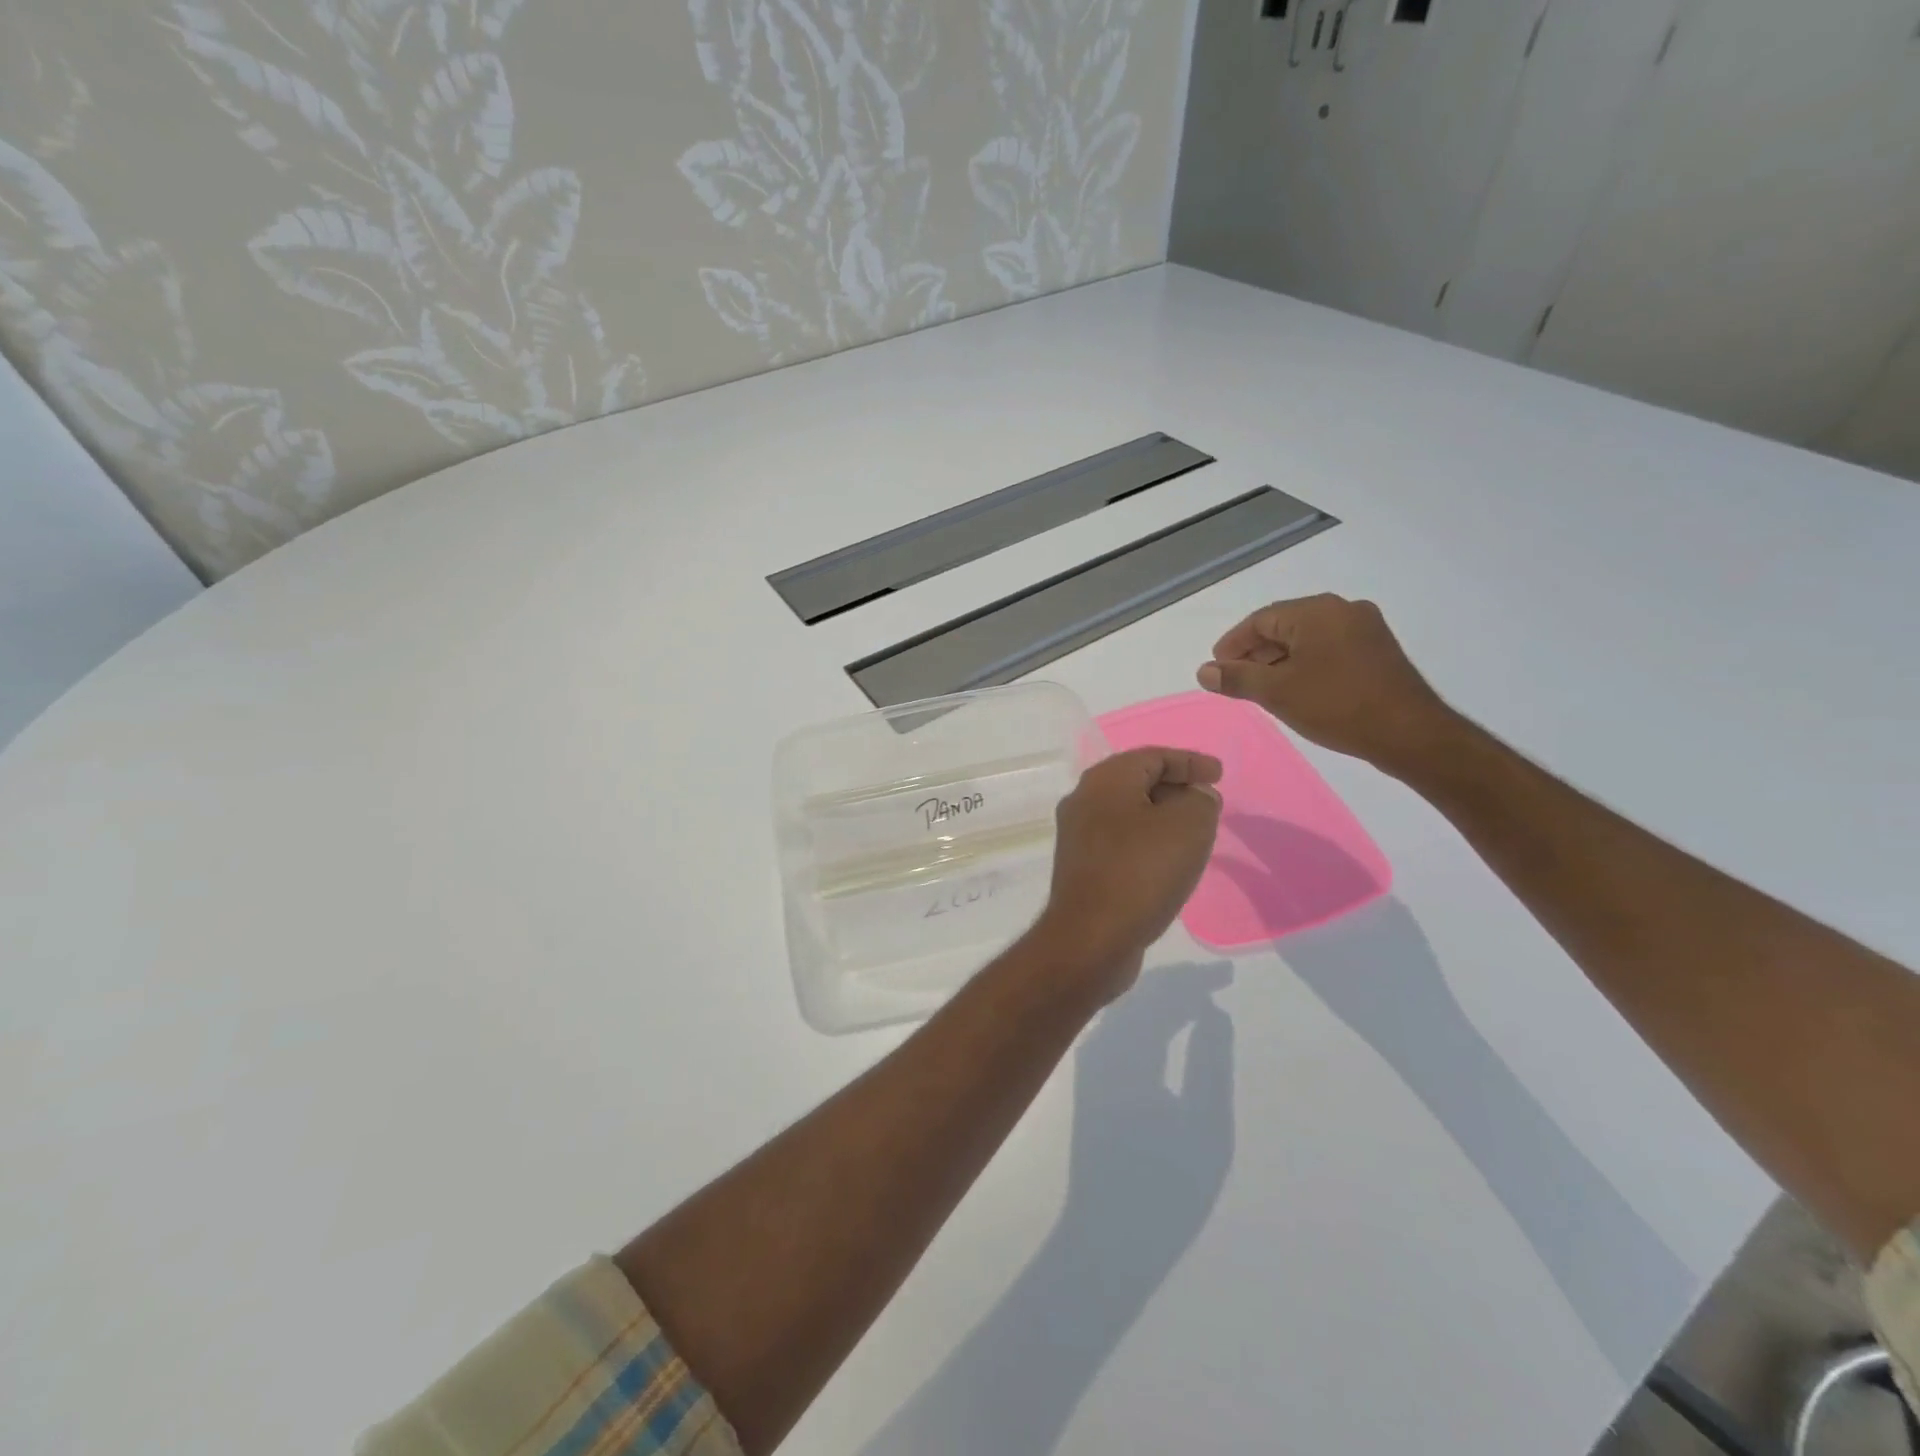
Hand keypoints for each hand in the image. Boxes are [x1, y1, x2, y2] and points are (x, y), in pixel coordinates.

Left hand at [1031, 748, 1222, 1002]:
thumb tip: (1194, 796)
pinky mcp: (1081, 869)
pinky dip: (1147, 843)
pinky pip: (1121, 843)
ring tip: (1195, 832)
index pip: (1152, 757)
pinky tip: (1168, 862)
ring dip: (1162, 818)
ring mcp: (1078, 837)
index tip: (1219, 775)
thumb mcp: (1188, 826)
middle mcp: (1083, 801)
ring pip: (1128, 814)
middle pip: (1136, 782)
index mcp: (1104, 780)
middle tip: (1208, 802)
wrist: (1091, 938)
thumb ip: (1200, 801)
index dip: (1189, 762)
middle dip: (1175, 788)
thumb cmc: (1141, 871)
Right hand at [1196, 594, 1455, 773]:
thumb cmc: (1336, 706)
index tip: (1216, 669)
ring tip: (1262, 689)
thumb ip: (1236, 679)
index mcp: (1316, 611)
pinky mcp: (1378, 650)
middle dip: (1255, 653)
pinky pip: (1329, 648)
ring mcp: (1365, 628)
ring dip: (1279, 660)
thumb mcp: (1277, 693)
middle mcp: (1342, 609)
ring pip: (1307, 638)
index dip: (1233, 645)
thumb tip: (1204, 671)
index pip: (1260, 620)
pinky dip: (1305, 663)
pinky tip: (1296, 688)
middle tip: (1235, 681)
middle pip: (1284, 626)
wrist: (1409, 733)